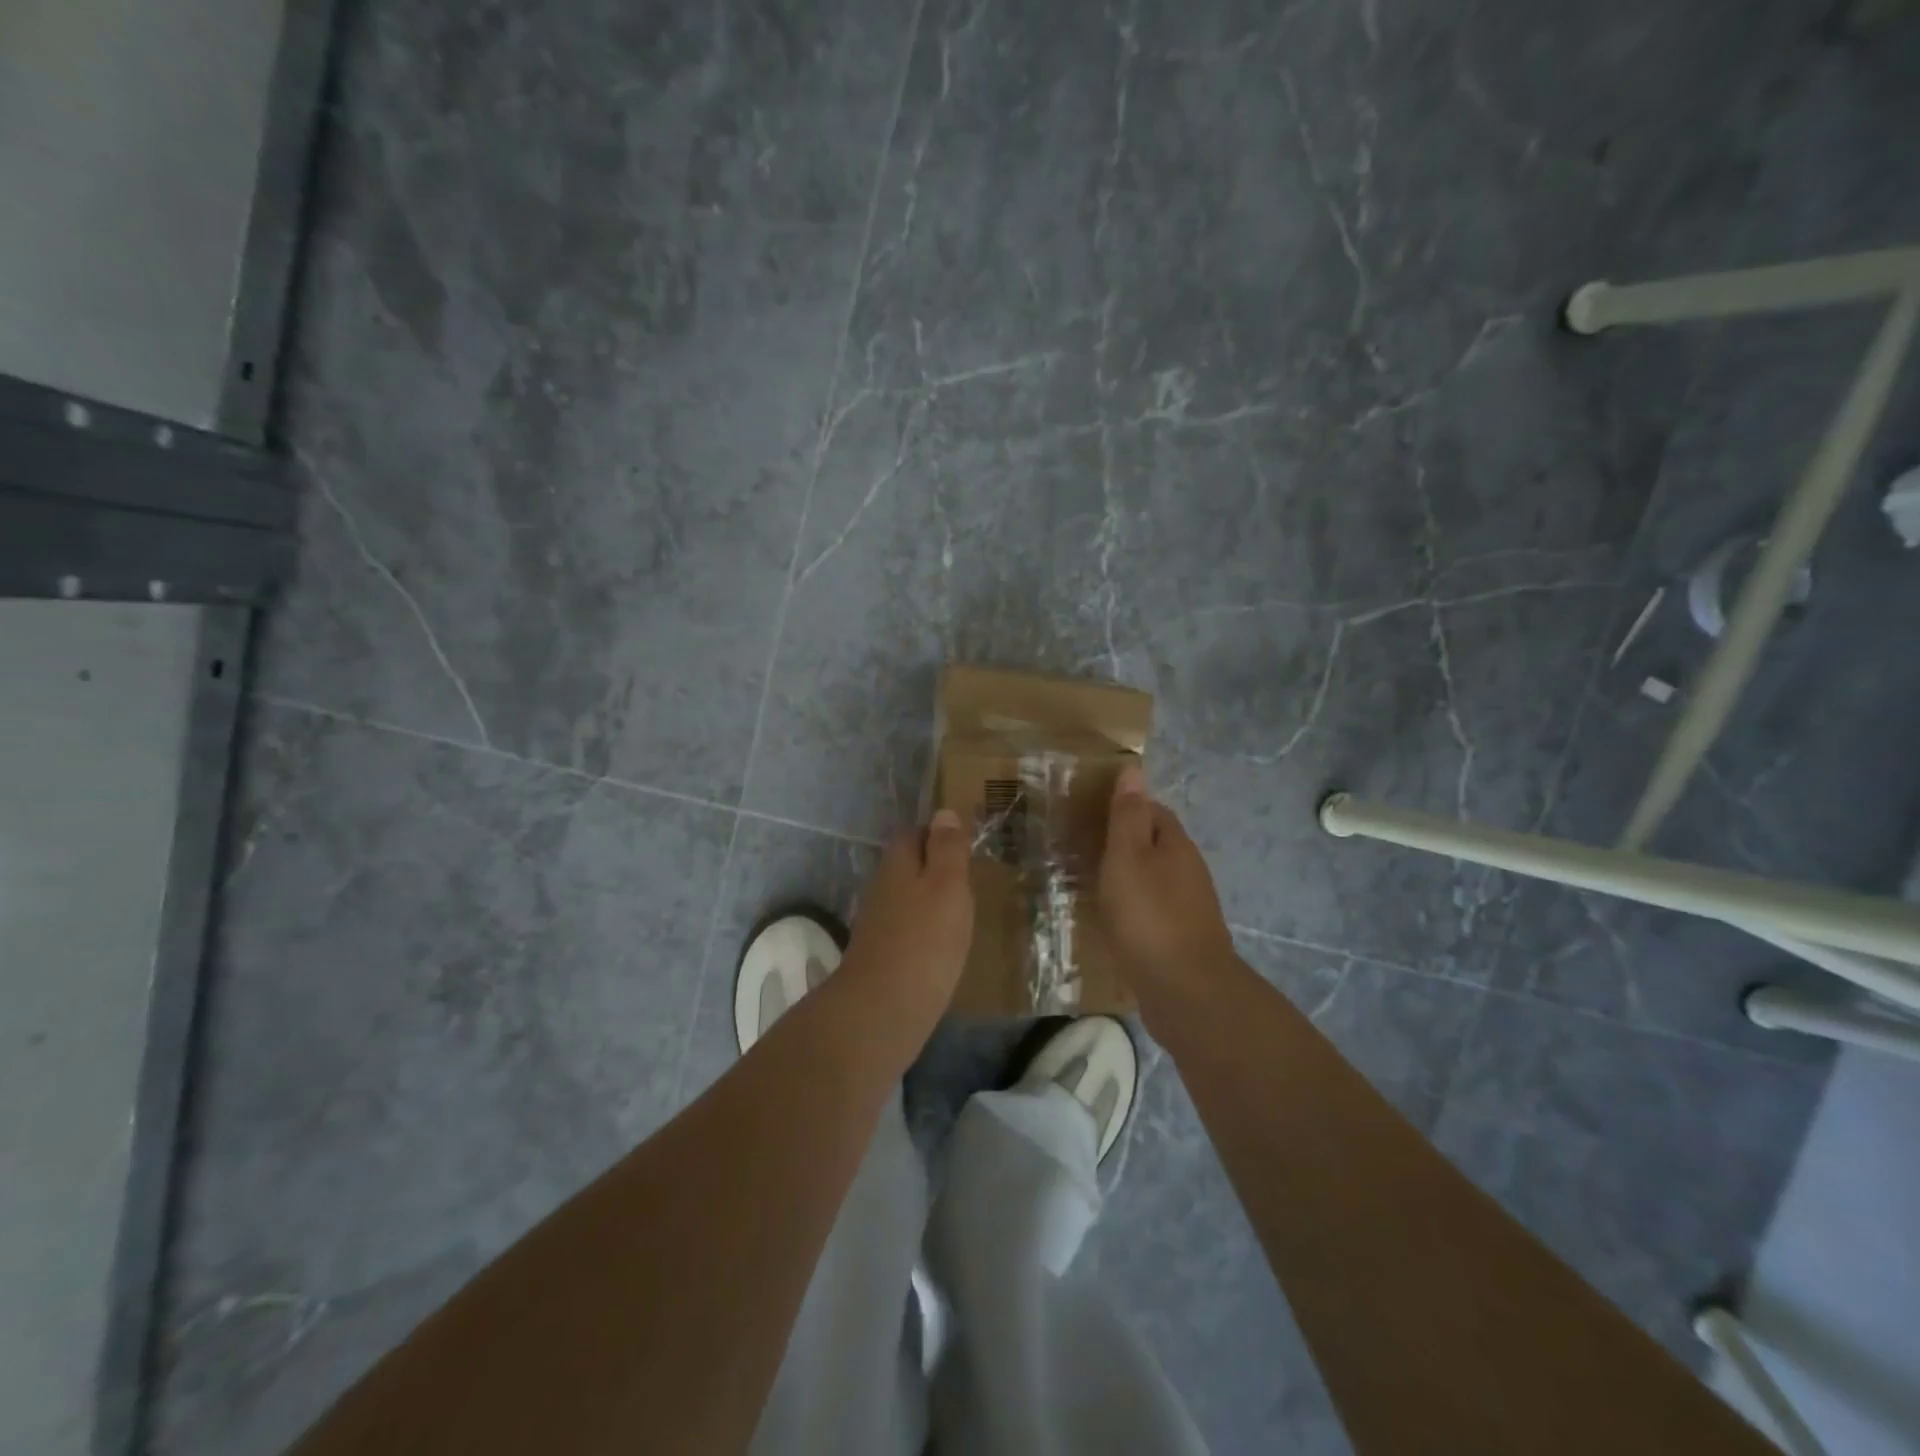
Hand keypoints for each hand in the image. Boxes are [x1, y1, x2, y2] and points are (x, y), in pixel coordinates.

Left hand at [839, 808, 974, 1034]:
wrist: (882, 1010)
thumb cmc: (924, 940)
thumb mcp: (947, 886)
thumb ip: (947, 850)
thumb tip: (943, 813)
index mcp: (898, 864)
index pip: (914, 833)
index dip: (938, 835)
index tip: (966, 845)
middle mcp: (883, 887)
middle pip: (909, 866)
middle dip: (935, 868)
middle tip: (971, 879)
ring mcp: (878, 923)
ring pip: (908, 898)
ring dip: (931, 901)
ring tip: (964, 912)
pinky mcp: (882, 955)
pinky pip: (907, 930)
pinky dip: (926, 931)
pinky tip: (945, 946)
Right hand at [1099, 765, 1237, 999]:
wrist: (1185, 990)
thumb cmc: (1149, 915)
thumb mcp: (1128, 856)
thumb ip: (1128, 815)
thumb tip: (1134, 768)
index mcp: (1176, 845)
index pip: (1153, 810)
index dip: (1124, 806)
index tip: (1090, 812)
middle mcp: (1188, 871)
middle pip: (1155, 844)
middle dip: (1124, 841)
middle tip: (1082, 846)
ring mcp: (1188, 907)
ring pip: (1153, 879)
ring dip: (1127, 876)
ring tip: (1090, 881)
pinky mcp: (1180, 939)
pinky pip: (1152, 910)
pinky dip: (1132, 907)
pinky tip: (1112, 919)